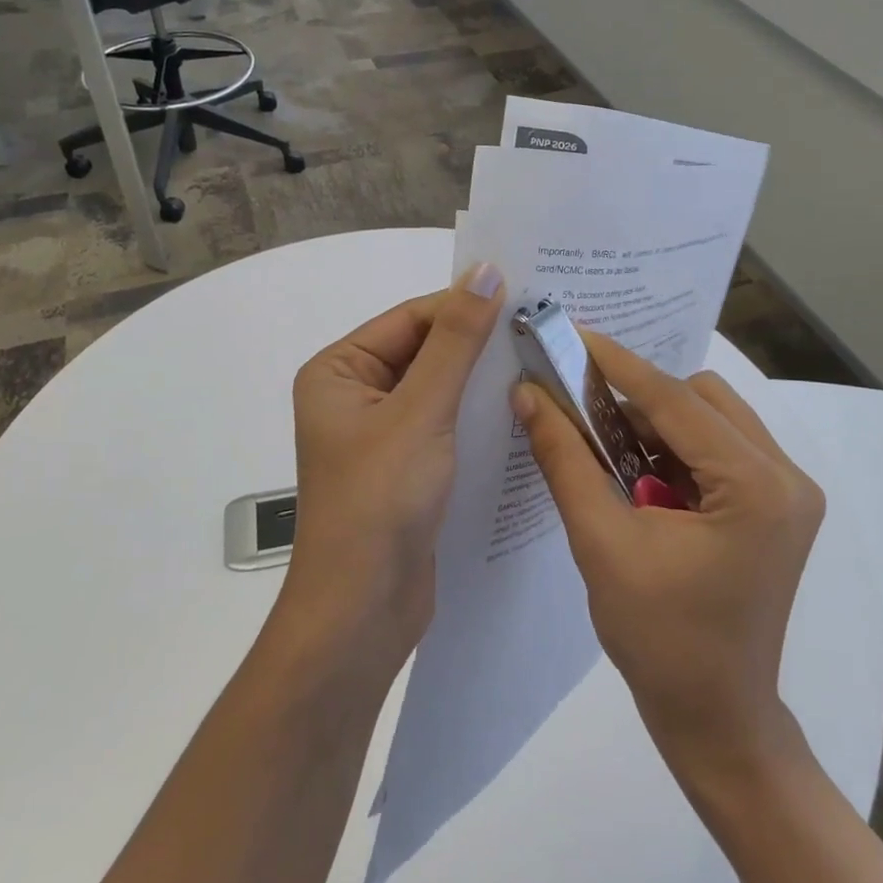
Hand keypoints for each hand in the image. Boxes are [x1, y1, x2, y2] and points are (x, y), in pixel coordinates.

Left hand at [282, 263, 504, 671]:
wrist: (363, 611)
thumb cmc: (380, 500)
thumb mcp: (421, 411)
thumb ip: (456, 342)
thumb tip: (486, 271)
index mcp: (339, 371)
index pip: (410, 319)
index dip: (464, 306)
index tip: (526, 297)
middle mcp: (355, 395)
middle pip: (425, 351)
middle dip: (478, 343)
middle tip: (543, 328)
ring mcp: (381, 434)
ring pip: (440, 389)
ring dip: (483, 378)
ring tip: (543, 360)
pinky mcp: (407, 467)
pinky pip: (445, 424)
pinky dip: (478, 415)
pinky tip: (523, 406)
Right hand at [513, 334, 823, 764]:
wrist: (716, 719)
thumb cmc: (659, 640)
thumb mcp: (601, 543)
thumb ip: (564, 460)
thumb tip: (528, 394)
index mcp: (757, 487)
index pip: (675, 400)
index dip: (616, 363)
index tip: (570, 333)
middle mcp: (786, 476)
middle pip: (701, 399)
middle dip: (637, 398)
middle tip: (581, 406)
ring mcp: (787, 492)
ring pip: (711, 418)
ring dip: (656, 423)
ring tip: (605, 449)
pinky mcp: (775, 507)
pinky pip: (719, 447)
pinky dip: (674, 448)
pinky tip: (637, 475)